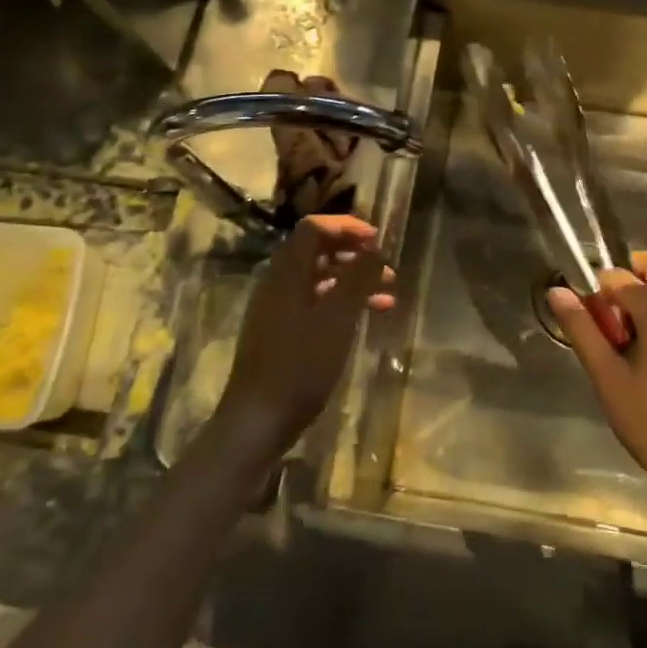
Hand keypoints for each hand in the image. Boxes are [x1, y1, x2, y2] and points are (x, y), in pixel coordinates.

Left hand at [217, 215, 393, 456]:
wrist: (258, 420)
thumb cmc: (301, 364)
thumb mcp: (338, 318)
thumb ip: (358, 277)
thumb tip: (375, 249)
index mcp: (287, 272)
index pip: (314, 228)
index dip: (346, 227)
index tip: (377, 239)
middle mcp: (278, 283)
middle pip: (316, 251)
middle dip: (354, 253)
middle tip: (385, 265)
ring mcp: (277, 309)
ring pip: (319, 279)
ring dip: (353, 280)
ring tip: (388, 294)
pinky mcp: (281, 332)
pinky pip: (315, 303)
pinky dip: (342, 303)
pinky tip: (366, 318)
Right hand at [549, 252, 646, 507]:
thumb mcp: (607, 377)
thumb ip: (582, 329)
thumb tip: (557, 291)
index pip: (622, 277)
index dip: (597, 289)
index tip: (584, 314)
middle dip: (625, 284)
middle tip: (605, 321)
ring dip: (640, 304)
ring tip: (620, 346)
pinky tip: (643, 360)